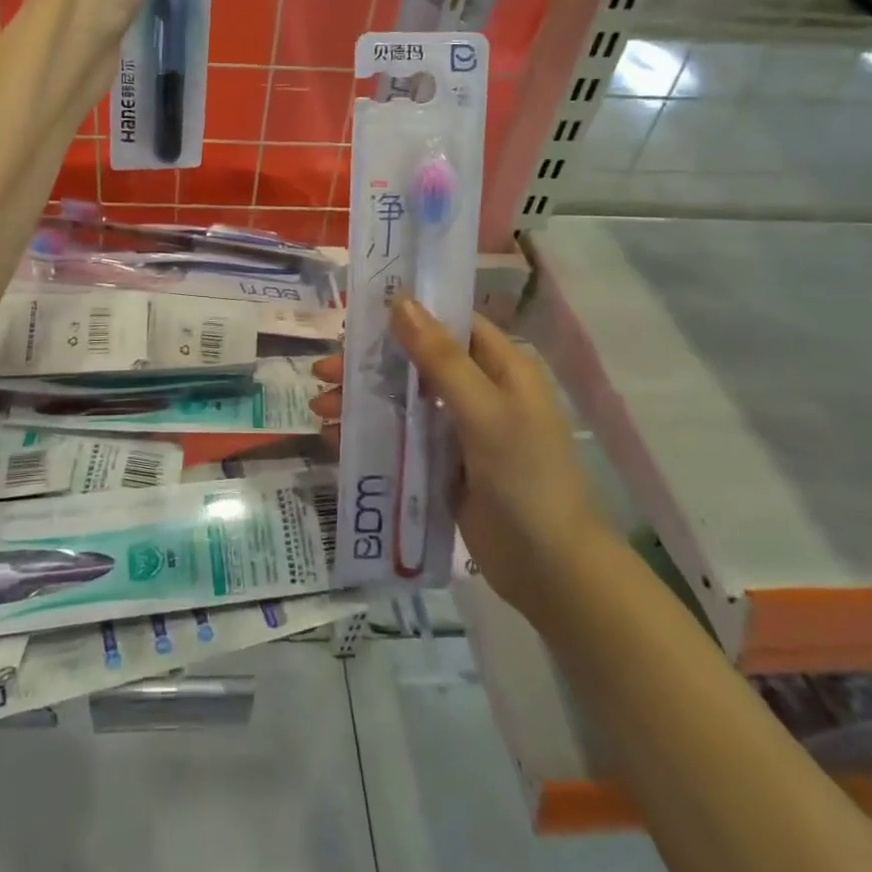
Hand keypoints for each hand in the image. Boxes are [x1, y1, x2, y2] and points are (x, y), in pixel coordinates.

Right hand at [311, 300, 608, 619]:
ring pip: (403, 400)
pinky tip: (336, 439)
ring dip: (362, 400)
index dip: (407, 315)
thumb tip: (401, 301)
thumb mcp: (484, 411)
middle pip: (415, 363)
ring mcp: (460, 430)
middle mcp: (480, 391)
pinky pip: (402, 437)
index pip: (450, 325)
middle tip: (323, 371)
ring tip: (321, 408)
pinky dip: (371, 433)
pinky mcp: (444, 464)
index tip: (357, 315)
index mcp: (502, 368)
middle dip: (369, 365)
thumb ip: (441, 358)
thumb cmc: (526, 477)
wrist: (550, 569)